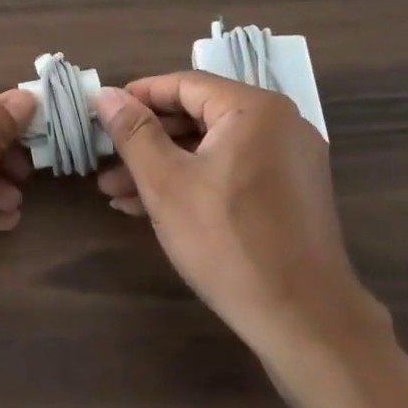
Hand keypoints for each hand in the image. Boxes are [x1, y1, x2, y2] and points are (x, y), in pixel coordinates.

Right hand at [93, 73, 387, 360]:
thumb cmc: (228, 241)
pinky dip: (195, 182)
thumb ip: (133, 132)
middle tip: (105, 160)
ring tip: (117, 193)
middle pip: (198, 116)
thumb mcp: (166, 183)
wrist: (306, 322)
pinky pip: (233, 171)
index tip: (101, 115)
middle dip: (146, 141)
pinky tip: (153, 207)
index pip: (183, 84)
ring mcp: (290, 161)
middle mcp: (279, 124)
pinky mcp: (291, 195)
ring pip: (213, 149)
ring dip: (164, 166)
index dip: (137, 98)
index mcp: (255, 109)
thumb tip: (105, 94)